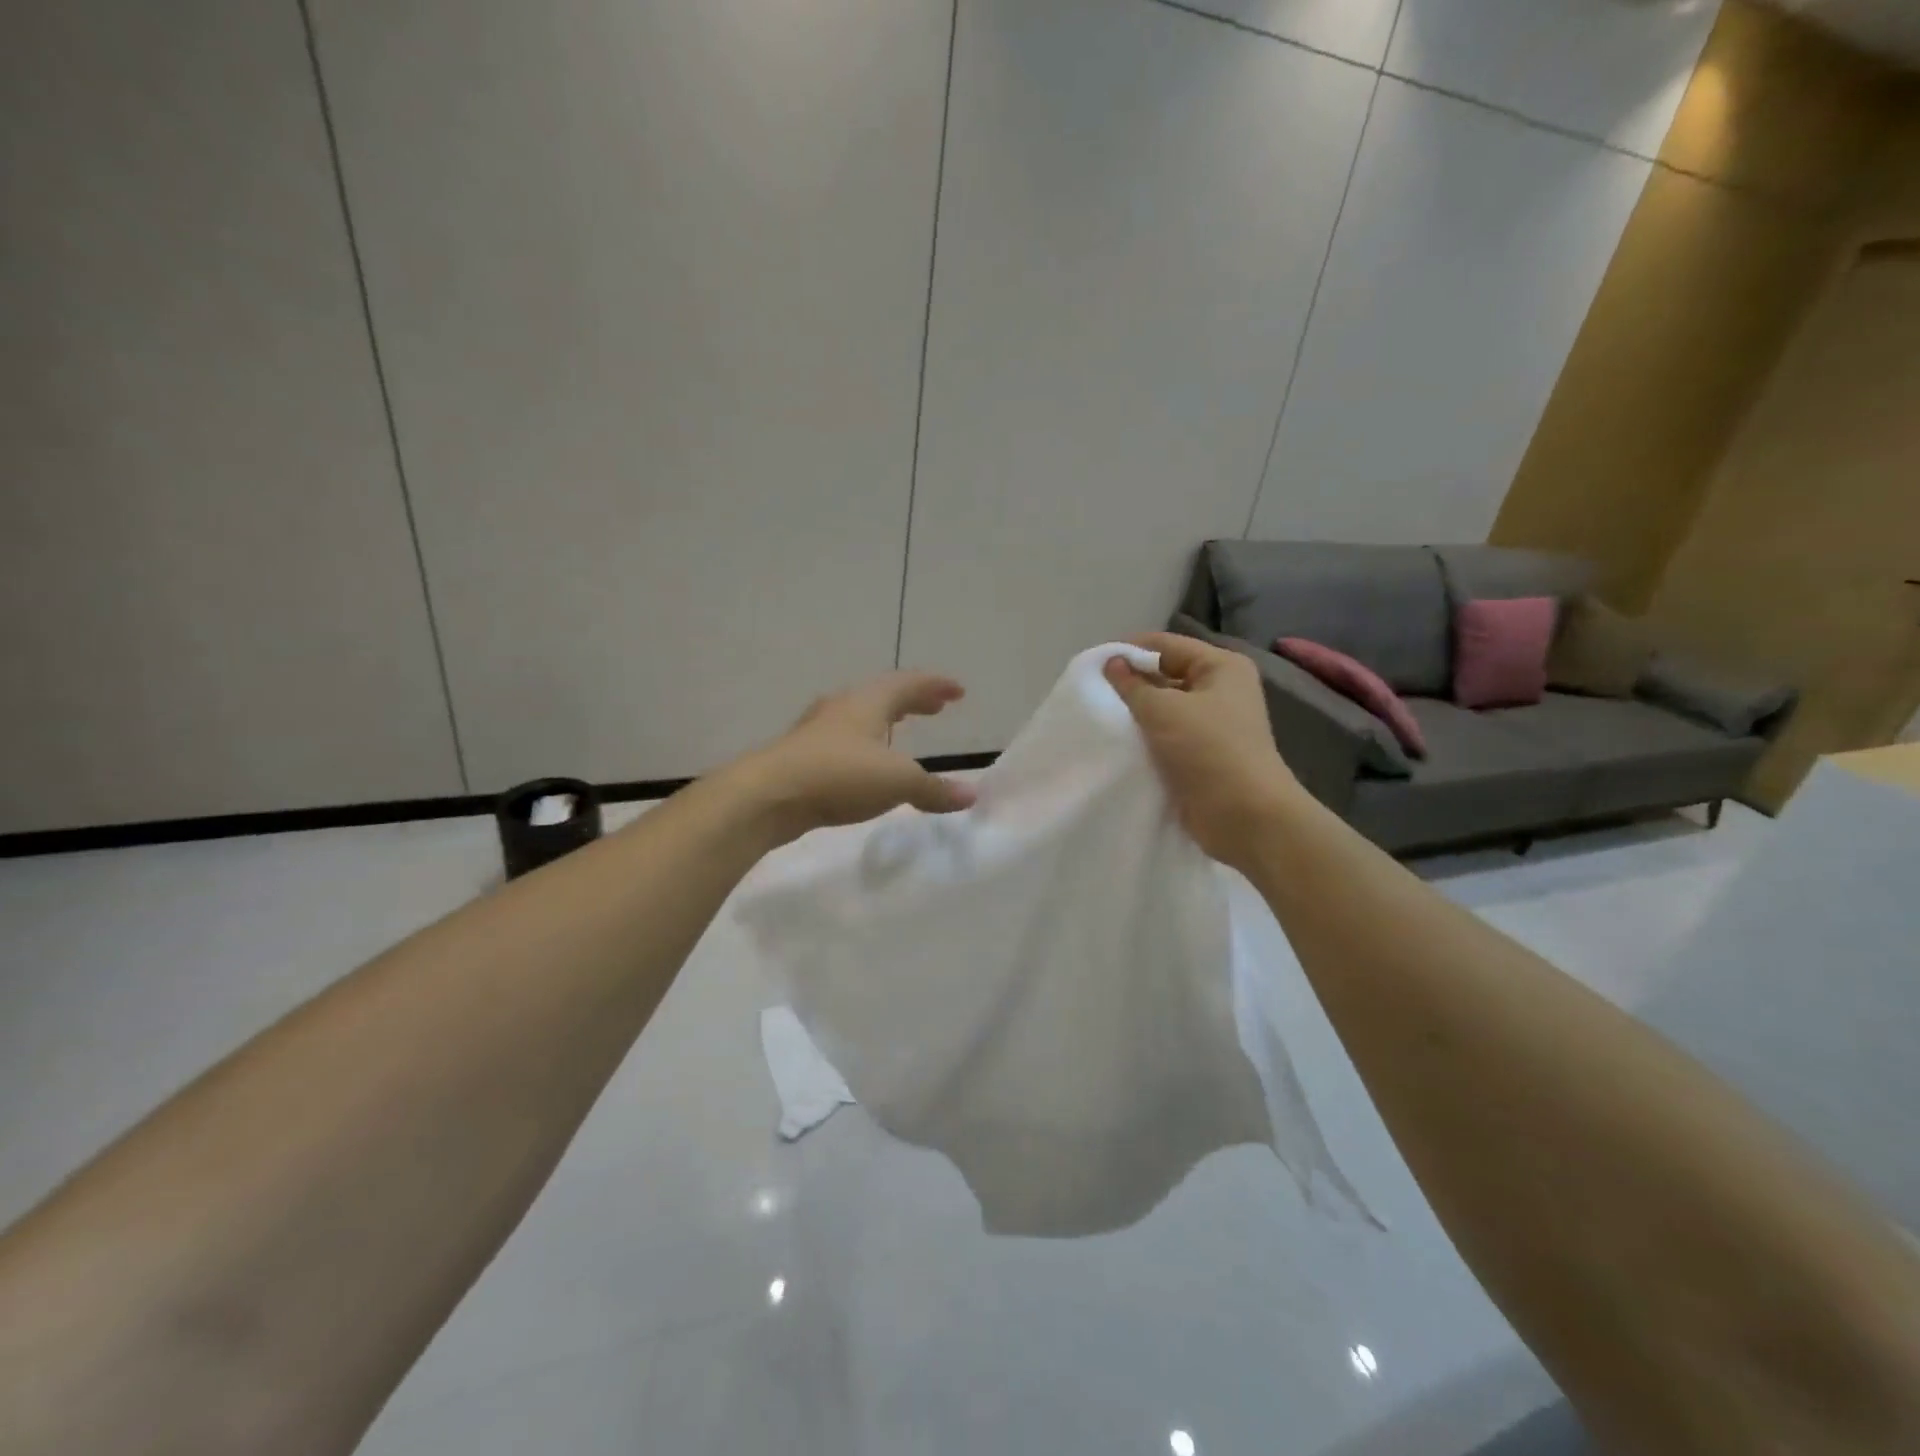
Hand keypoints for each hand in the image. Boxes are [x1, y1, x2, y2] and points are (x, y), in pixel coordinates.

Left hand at [734, 672, 975, 843]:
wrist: (767, 796)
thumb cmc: (839, 775)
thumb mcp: (896, 782)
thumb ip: (934, 789)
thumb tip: (972, 794)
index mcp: (868, 702)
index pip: (909, 684)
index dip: (935, 686)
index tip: (958, 691)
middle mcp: (842, 708)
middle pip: (883, 695)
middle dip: (912, 700)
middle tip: (935, 707)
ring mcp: (817, 731)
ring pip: (860, 717)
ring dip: (885, 720)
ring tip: (901, 730)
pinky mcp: (802, 756)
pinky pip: (843, 741)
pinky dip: (865, 744)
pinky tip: (865, 764)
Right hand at [1104, 633, 1304, 870]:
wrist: (1245, 816)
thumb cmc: (1208, 750)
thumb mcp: (1164, 710)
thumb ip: (1132, 685)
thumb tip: (1112, 662)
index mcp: (1221, 667)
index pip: (1166, 645)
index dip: (1129, 650)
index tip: (1092, 665)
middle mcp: (1221, 690)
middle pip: (1166, 674)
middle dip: (1131, 683)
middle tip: (1092, 693)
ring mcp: (1214, 724)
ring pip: (1165, 708)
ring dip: (1137, 714)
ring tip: (1100, 718)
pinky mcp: (1203, 755)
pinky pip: (1167, 737)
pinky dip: (1146, 739)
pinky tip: (1119, 744)